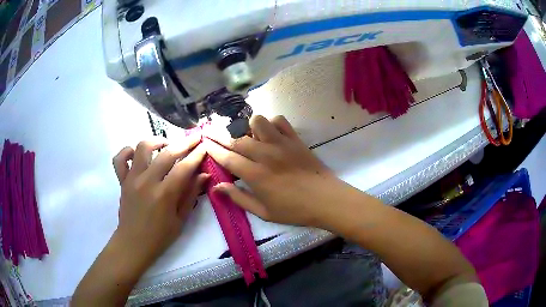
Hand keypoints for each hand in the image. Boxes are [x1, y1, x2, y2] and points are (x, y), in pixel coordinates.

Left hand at [111, 135, 207, 265]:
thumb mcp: (180, 219)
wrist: (133, 243)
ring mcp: (132, 179)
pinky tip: (136, 154)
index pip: (184, 168)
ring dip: (156, 141)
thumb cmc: (160, 236)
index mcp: (164, 194)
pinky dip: (127, 151)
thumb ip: (191, 195)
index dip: (196, 155)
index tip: (205, 145)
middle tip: (194, 138)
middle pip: (167, 153)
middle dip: (184, 143)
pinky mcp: (122, 180)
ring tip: (166, 144)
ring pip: (142, 147)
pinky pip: (120, 159)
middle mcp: (147, 182)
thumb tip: (204, 175)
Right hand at [204, 115, 349, 227]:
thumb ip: (239, 198)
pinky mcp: (295, 139)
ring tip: (248, 137)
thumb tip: (217, 187)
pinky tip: (270, 134)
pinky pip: (279, 120)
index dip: (213, 149)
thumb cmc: (294, 210)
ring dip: (248, 127)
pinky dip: (271, 124)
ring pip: (257, 122)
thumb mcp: (263, 212)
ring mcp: (281, 144)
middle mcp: (265, 155)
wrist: (325, 200)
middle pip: (237, 138)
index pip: (227, 158)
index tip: (204, 141)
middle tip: (213, 132)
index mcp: (255, 175)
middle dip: (220, 134)